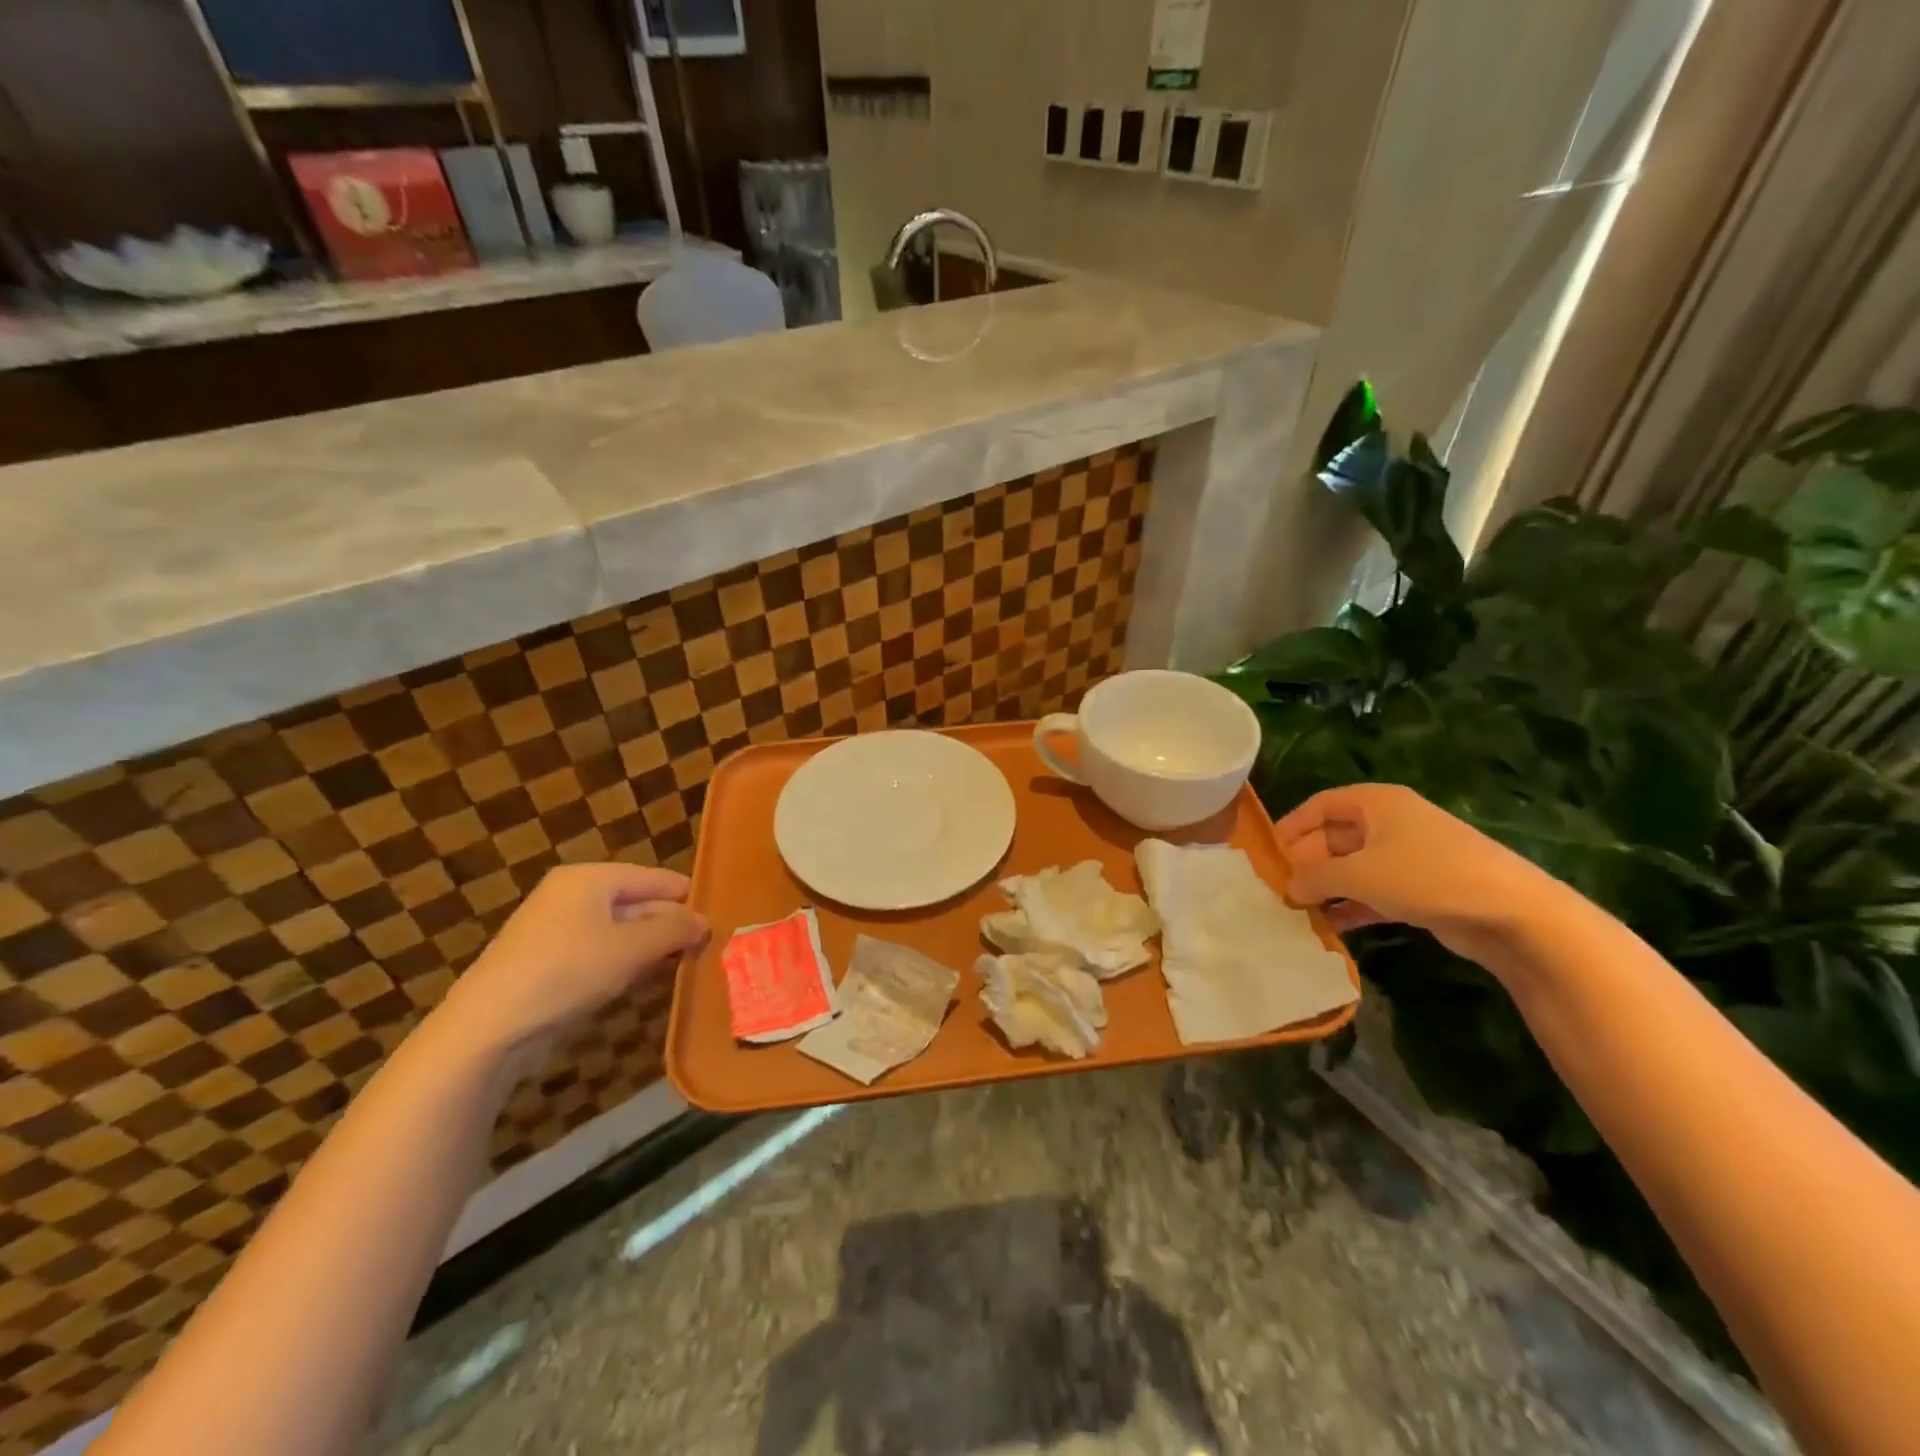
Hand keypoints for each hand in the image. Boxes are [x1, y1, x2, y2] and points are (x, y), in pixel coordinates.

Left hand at [431, 863, 708, 1068]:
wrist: (489, 1029)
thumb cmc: (568, 972)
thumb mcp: (632, 947)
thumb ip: (675, 929)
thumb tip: (704, 921)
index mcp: (590, 878)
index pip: (656, 878)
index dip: (689, 898)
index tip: (722, 919)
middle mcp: (573, 896)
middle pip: (638, 903)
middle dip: (672, 925)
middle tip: (710, 947)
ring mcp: (557, 931)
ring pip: (621, 932)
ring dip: (652, 948)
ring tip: (688, 965)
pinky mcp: (550, 965)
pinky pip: (602, 955)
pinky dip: (627, 965)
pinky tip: (649, 982)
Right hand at [1274, 783, 1576, 977]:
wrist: (1512, 914)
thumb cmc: (1425, 876)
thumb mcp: (1358, 873)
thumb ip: (1314, 877)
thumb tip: (1288, 887)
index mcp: (1375, 803)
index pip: (1319, 805)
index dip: (1290, 827)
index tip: (1266, 854)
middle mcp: (1390, 823)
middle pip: (1334, 837)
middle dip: (1306, 863)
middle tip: (1277, 889)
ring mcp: (1408, 857)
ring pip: (1352, 867)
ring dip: (1326, 888)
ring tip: (1296, 911)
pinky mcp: (1421, 889)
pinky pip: (1373, 892)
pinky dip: (1351, 906)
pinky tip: (1329, 927)